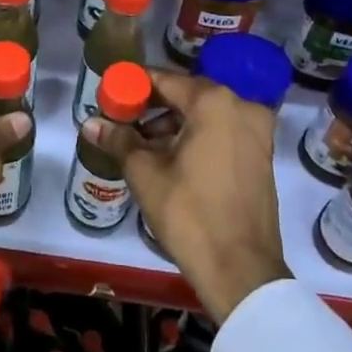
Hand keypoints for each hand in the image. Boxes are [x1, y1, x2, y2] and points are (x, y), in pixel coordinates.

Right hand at [84, 69, 290, 324]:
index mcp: (214, 103)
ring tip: (142, 145)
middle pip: (187, 95)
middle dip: (153, 106)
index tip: (111, 95)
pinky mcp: (262, 155)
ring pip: (206, 115)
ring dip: (174, 124)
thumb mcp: (146, 174)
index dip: (134, 86)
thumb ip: (119, 140)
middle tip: (123, 121)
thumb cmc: (190, 214)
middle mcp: (242, 107)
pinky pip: (223, 132)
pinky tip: (171, 158)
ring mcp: (257, 132)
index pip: (165, 80)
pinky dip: (197, 137)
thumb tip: (90, 123)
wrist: (241, 271)